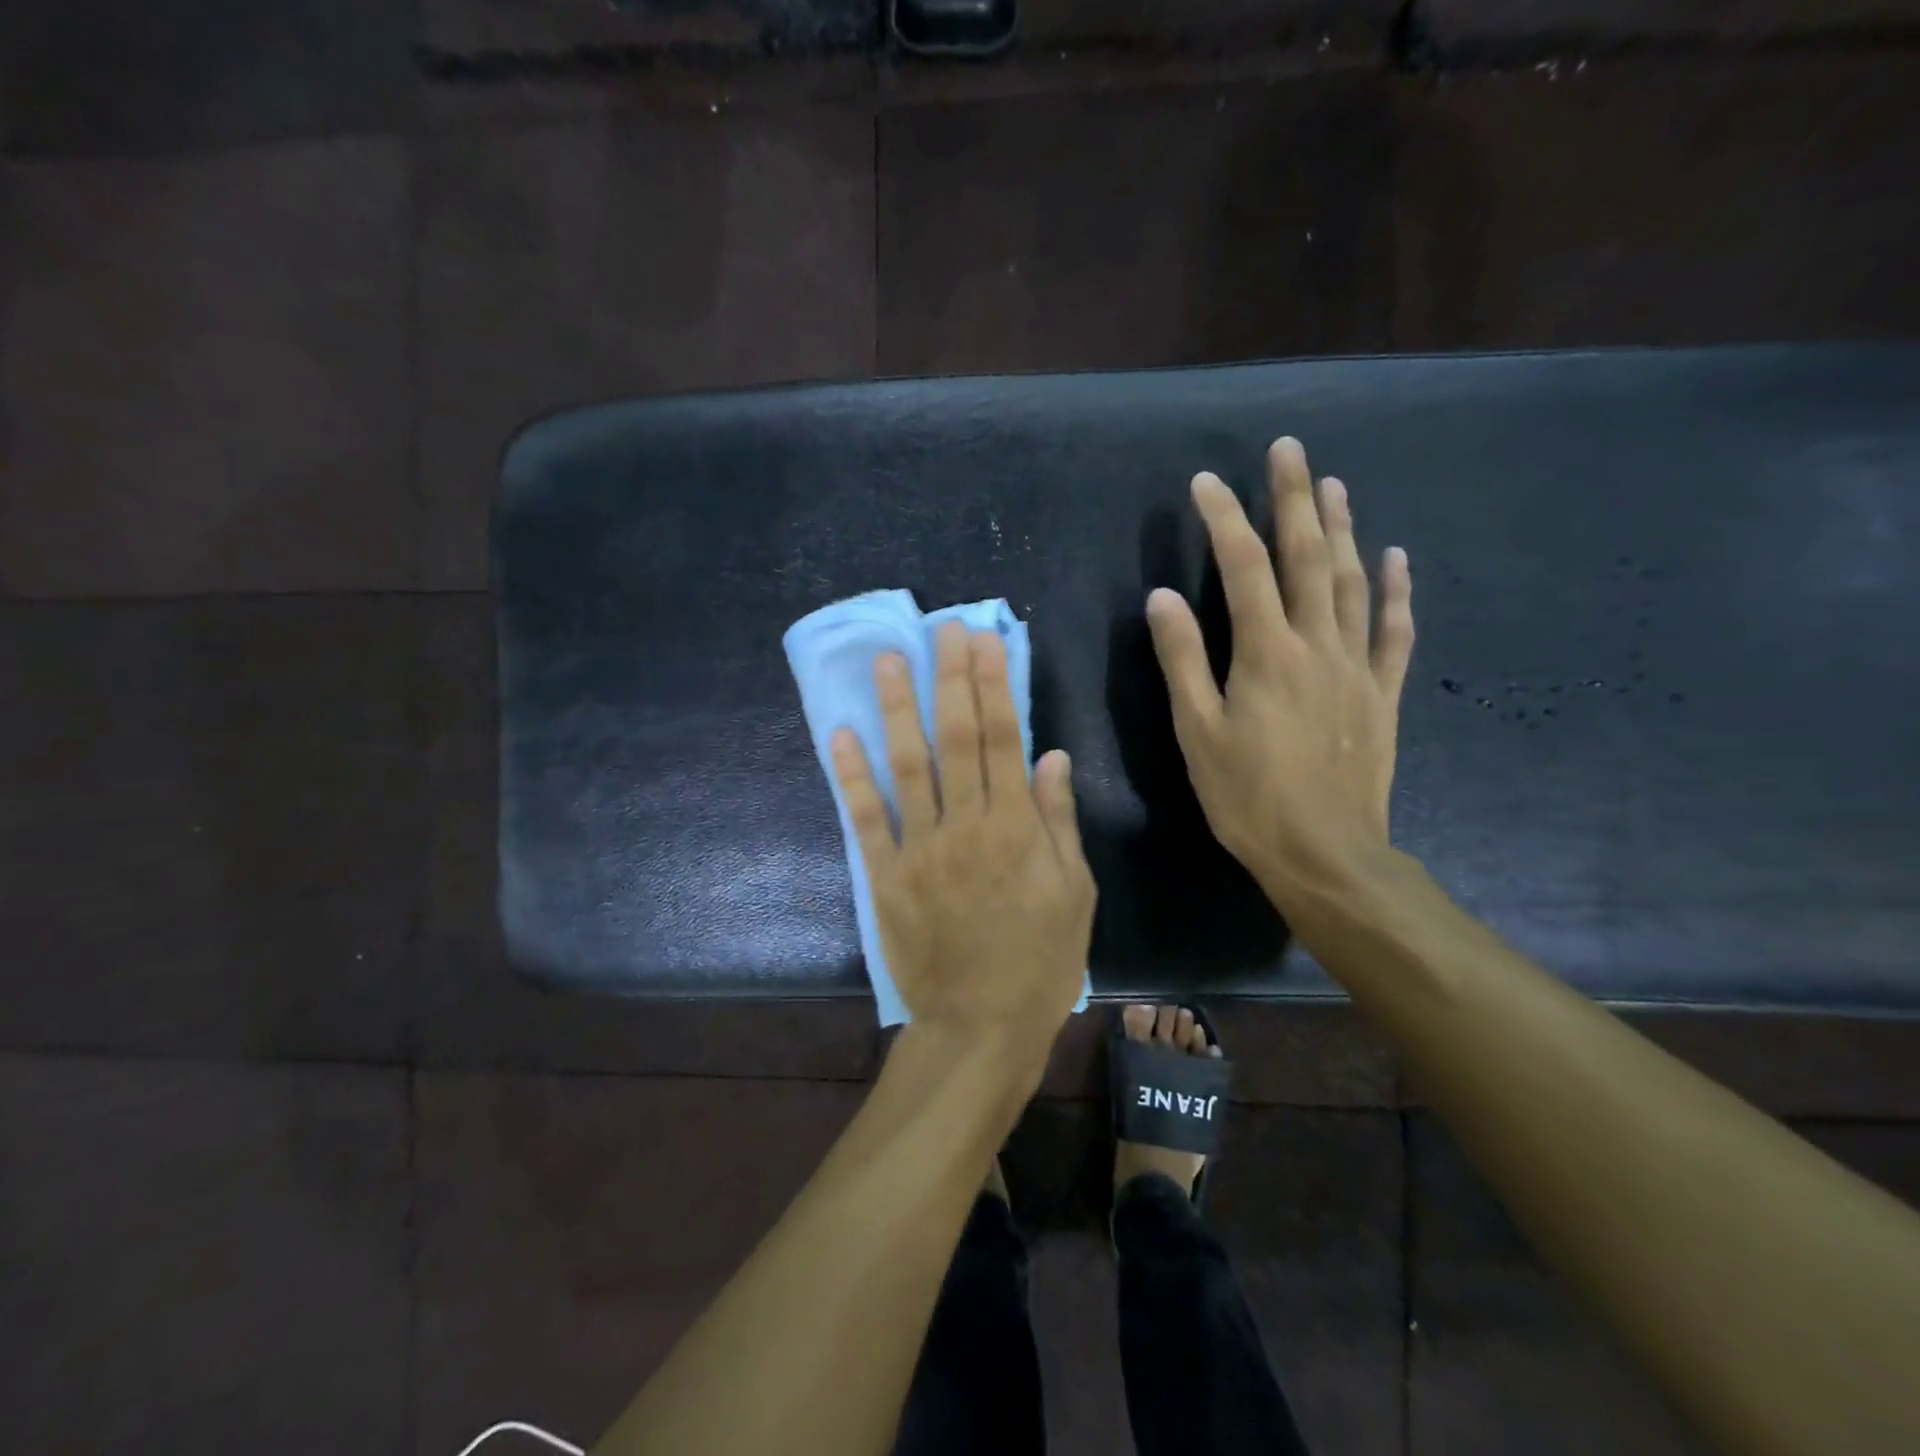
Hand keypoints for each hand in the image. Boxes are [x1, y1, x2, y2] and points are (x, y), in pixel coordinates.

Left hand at [832, 621, 1095, 1063]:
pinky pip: (867, 818)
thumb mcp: (1074, 893)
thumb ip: (1058, 821)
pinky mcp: (886, 876)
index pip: (1004, 738)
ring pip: (909, 765)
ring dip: (898, 709)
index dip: (994, 684)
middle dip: (950, 678)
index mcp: (1016, 827)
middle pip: (958, 738)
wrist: (981, 1027)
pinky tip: (841, 734)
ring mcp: (920, 849)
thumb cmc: (1041, 962)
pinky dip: (851, 775)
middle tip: (942, 628)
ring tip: (889, 660)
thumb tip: (1051, 756)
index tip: (984, 640)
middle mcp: (966, 825)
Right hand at [1146, 436, 1414, 912]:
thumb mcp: (1198, 732)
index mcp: (1266, 653)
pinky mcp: (1382, 694)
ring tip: (1333, 485)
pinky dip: (1394, 591)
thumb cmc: (1247, 796)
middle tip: (1288, 449)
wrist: (1326, 853)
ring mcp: (1357, 667)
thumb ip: (1182, 660)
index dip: (1224, 520)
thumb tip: (1162, 598)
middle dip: (1294, 499)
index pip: (1243, 567)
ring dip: (1342, 529)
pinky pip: (1393, 631)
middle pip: (1306, 558)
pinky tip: (1394, 558)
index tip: (1206, 482)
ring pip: (1351, 582)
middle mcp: (1317, 645)